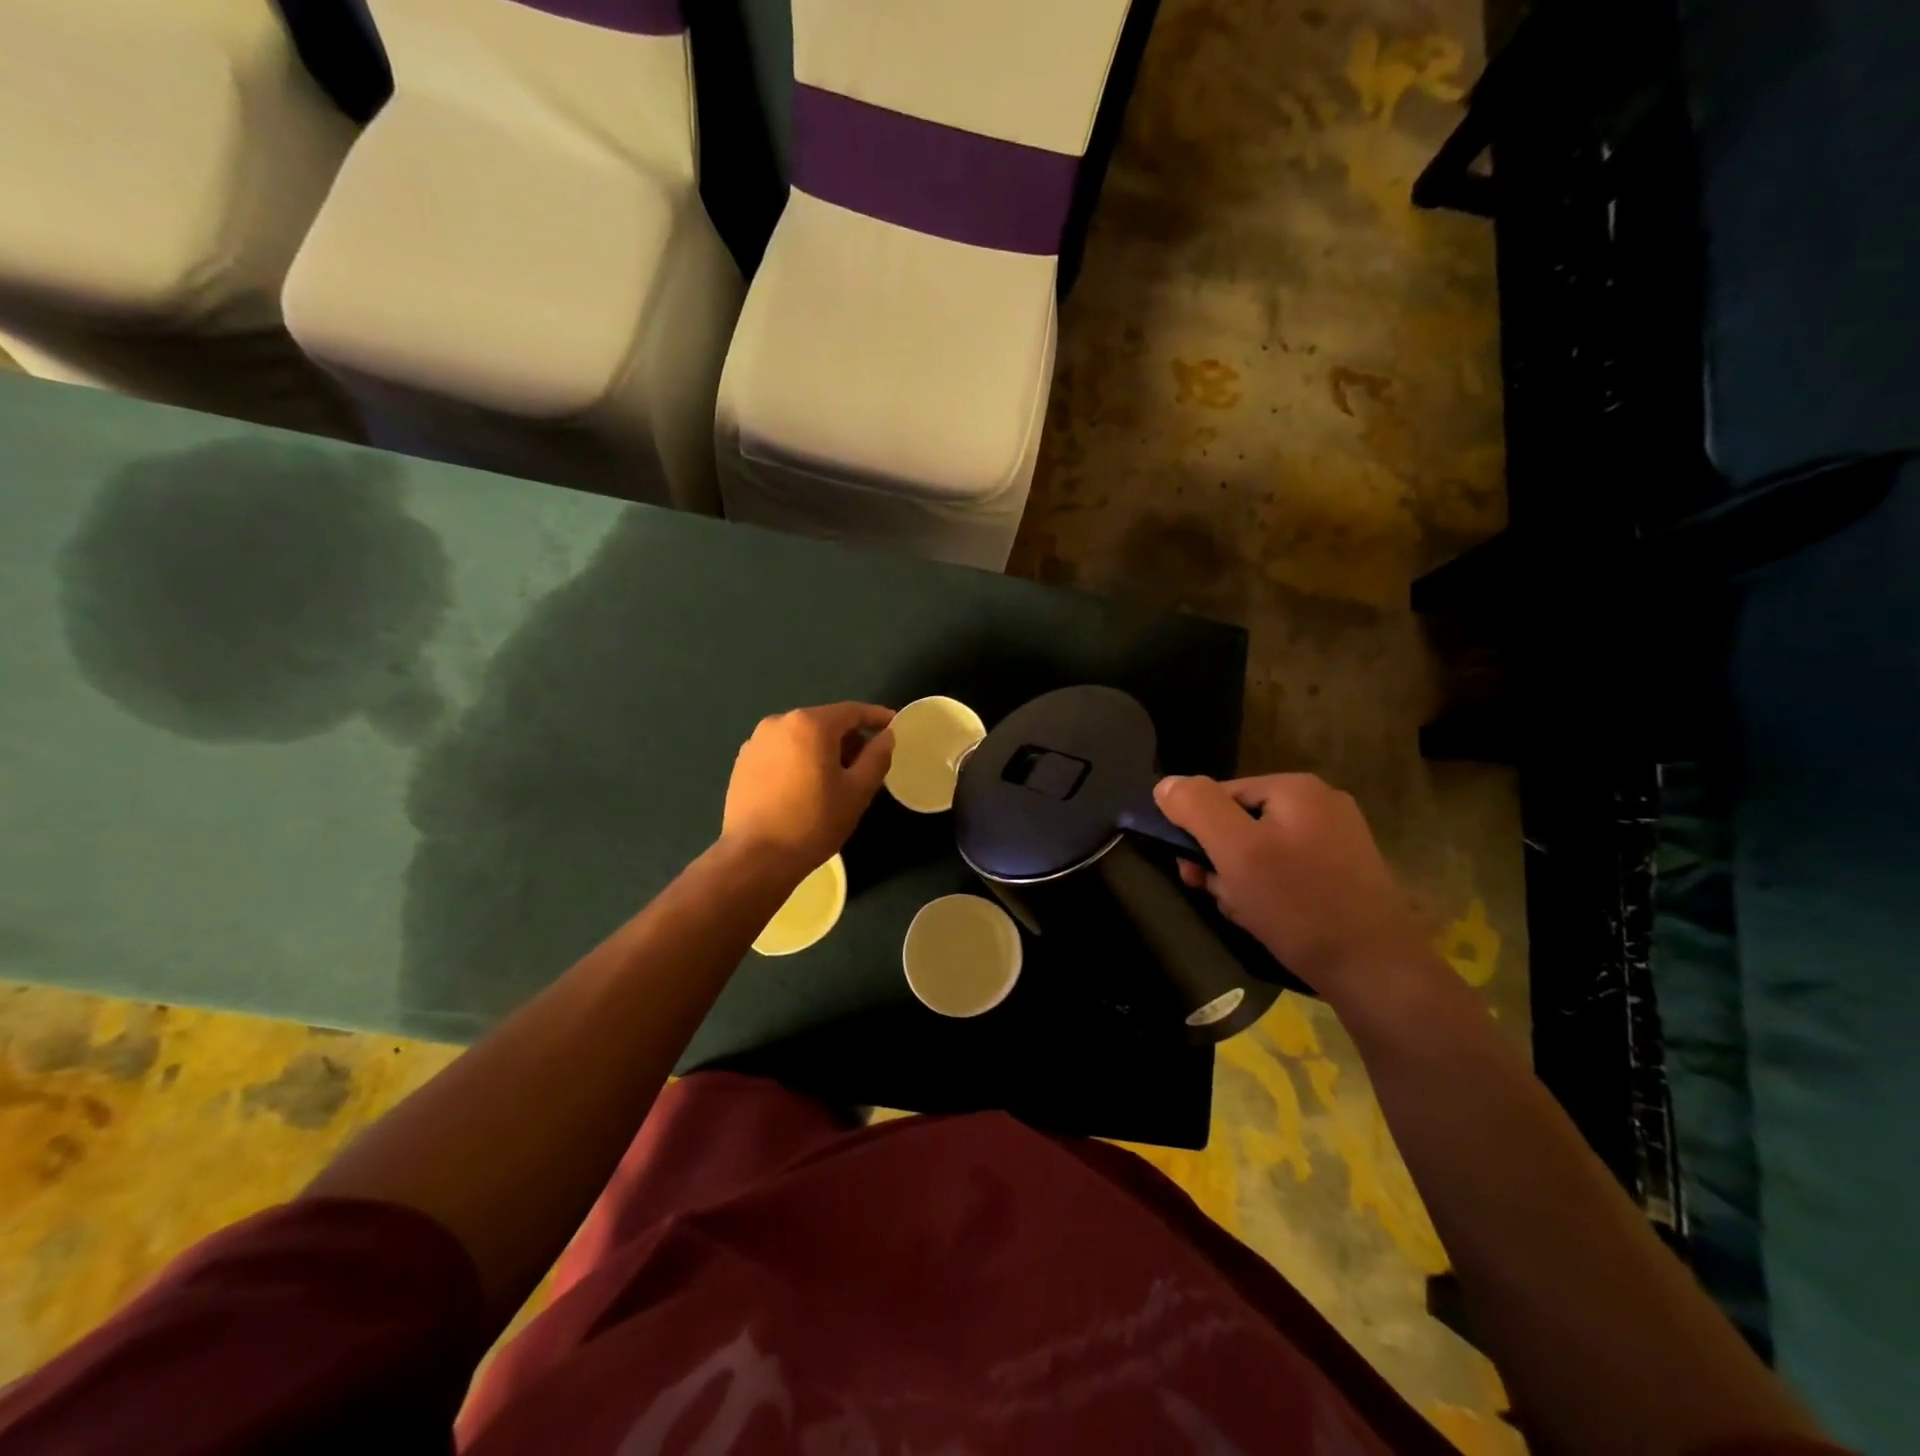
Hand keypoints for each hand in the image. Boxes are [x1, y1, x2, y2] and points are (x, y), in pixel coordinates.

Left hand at [722, 703, 894, 872]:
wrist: (755, 858)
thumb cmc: (814, 822)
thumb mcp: (857, 791)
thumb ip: (877, 757)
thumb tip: (886, 736)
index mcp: (810, 724)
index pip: (852, 711)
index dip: (876, 717)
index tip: (893, 725)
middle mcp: (779, 722)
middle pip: (824, 723)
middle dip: (848, 738)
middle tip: (865, 765)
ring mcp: (756, 742)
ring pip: (801, 737)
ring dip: (822, 750)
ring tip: (835, 780)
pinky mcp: (742, 762)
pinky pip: (781, 752)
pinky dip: (799, 760)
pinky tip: (804, 788)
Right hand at [1154, 773, 1434, 1005]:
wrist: (1375, 972)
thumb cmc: (1299, 906)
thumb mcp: (1236, 852)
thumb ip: (1197, 809)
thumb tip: (1166, 784)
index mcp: (1295, 788)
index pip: (1218, 795)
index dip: (1197, 833)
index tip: (1194, 874)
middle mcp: (1319, 803)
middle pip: (1239, 823)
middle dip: (1222, 862)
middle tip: (1224, 897)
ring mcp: (1337, 838)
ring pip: (1260, 851)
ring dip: (1241, 882)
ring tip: (1249, 914)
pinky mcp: (1344, 871)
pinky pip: (1287, 871)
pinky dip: (1269, 893)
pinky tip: (1271, 920)